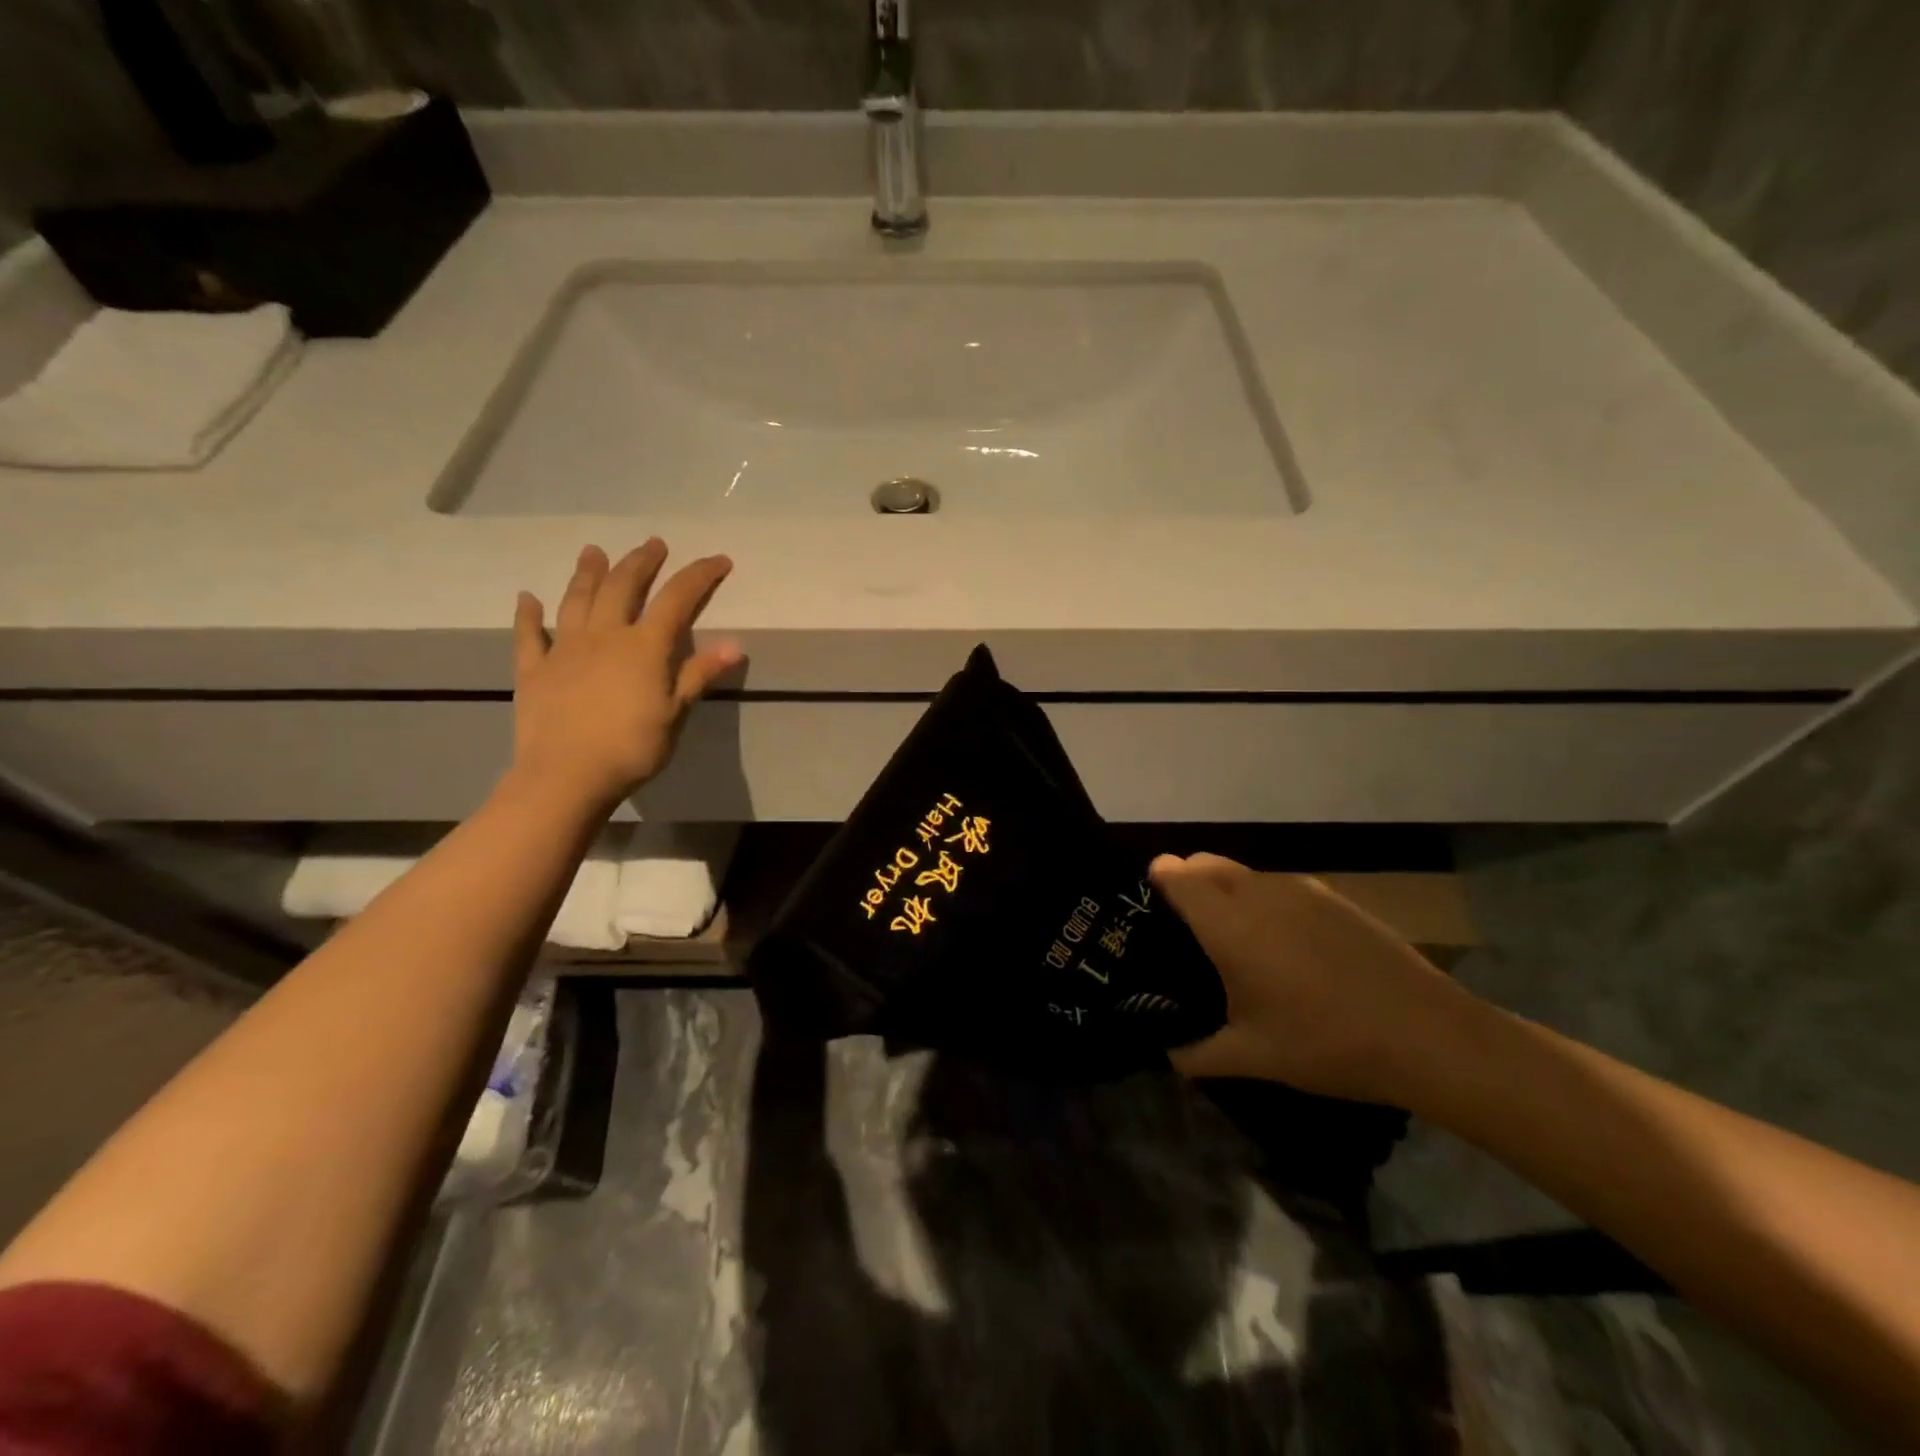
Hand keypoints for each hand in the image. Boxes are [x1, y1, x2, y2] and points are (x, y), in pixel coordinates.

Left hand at [509, 541, 740, 811]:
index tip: (719, 560)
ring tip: (594, 551)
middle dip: (642, 562)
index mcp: (643, 646)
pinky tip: (528, 598)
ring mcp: (564, 650)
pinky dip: (528, 615)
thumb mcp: (675, 713)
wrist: (566, 776)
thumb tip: (735, 645)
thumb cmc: (631, 747)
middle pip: (624, 587)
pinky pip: (529, 636)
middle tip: (653, 544)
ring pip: (577, 601)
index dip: (699, 576)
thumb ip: (698, 675)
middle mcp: (603, 636)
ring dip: (588, 573)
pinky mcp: (534, 670)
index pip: (677, 600)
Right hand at [1150, 853, 1477, 1104]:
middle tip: (1186, 933)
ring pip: (1242, 873)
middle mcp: (1257, 892)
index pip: (1174, 873)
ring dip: (1225, 892)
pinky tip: (1287, 950)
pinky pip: (1278, 887)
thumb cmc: (1327, 1043)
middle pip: (1204, 862)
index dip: (1155, 883)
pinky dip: (1264, 902)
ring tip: (1236, 943)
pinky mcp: (1332, 897)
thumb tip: (1167, 1052)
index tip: (1149, 913)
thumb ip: (1196, 1053)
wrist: (1429, 1035)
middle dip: (1186, 883)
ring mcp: (1300, 889)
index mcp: (1228, 922)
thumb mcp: (1253, 1056)